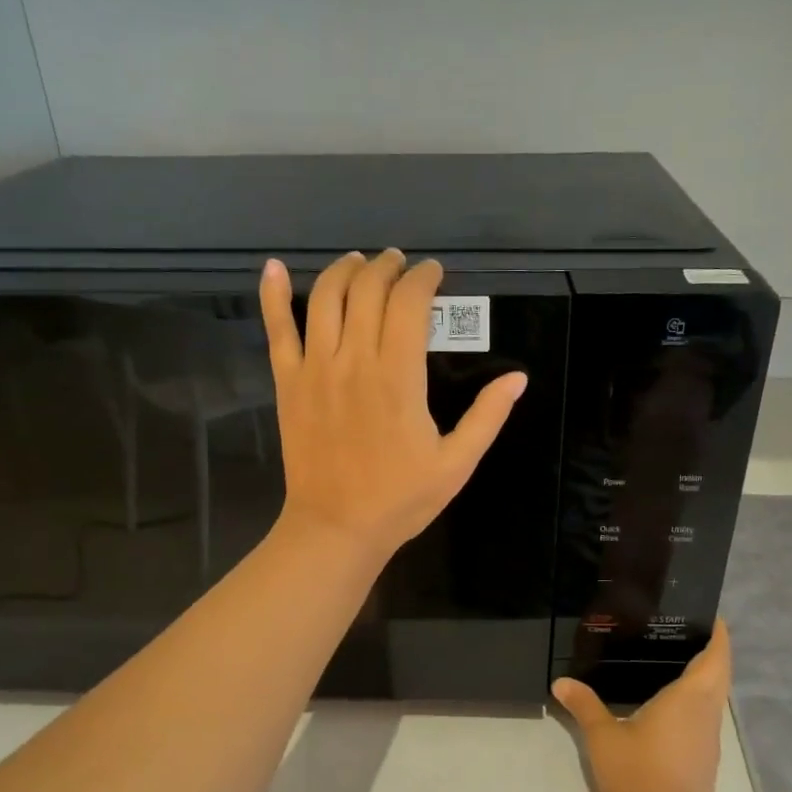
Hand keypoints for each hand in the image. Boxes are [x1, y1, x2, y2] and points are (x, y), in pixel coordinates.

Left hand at [259, 250, 527, 560]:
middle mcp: (354, 361)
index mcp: (399, 378)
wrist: (336, 528)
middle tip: (400, 264)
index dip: (423, 279)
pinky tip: (273, 269)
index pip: (409, 304)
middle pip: (368, 290)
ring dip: (344, 270)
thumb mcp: (456, 464)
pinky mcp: (288, 383)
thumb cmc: (400, 499)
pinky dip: (272, 295)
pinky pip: (277, 330)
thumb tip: (518, 378)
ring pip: (325, 298)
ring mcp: (315, 369)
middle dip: (387, 267)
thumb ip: (487, 417)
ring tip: (359, 263)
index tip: (433, 273)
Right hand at [552, 620, 731, 791]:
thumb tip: (562, 682)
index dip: (717, 633)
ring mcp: (708, 738)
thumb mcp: (603, 738)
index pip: (716, 655)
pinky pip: (703, 716)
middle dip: (709, 650)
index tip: (706, 613)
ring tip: (668, 659)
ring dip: (702, 676)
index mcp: (690, 698)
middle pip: (718, 673)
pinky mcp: (704, 759)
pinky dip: (693, 701)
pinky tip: (664, 703)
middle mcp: (706, 713)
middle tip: (678, 630)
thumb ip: (584, 706)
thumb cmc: (639, 776)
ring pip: (713, 697)